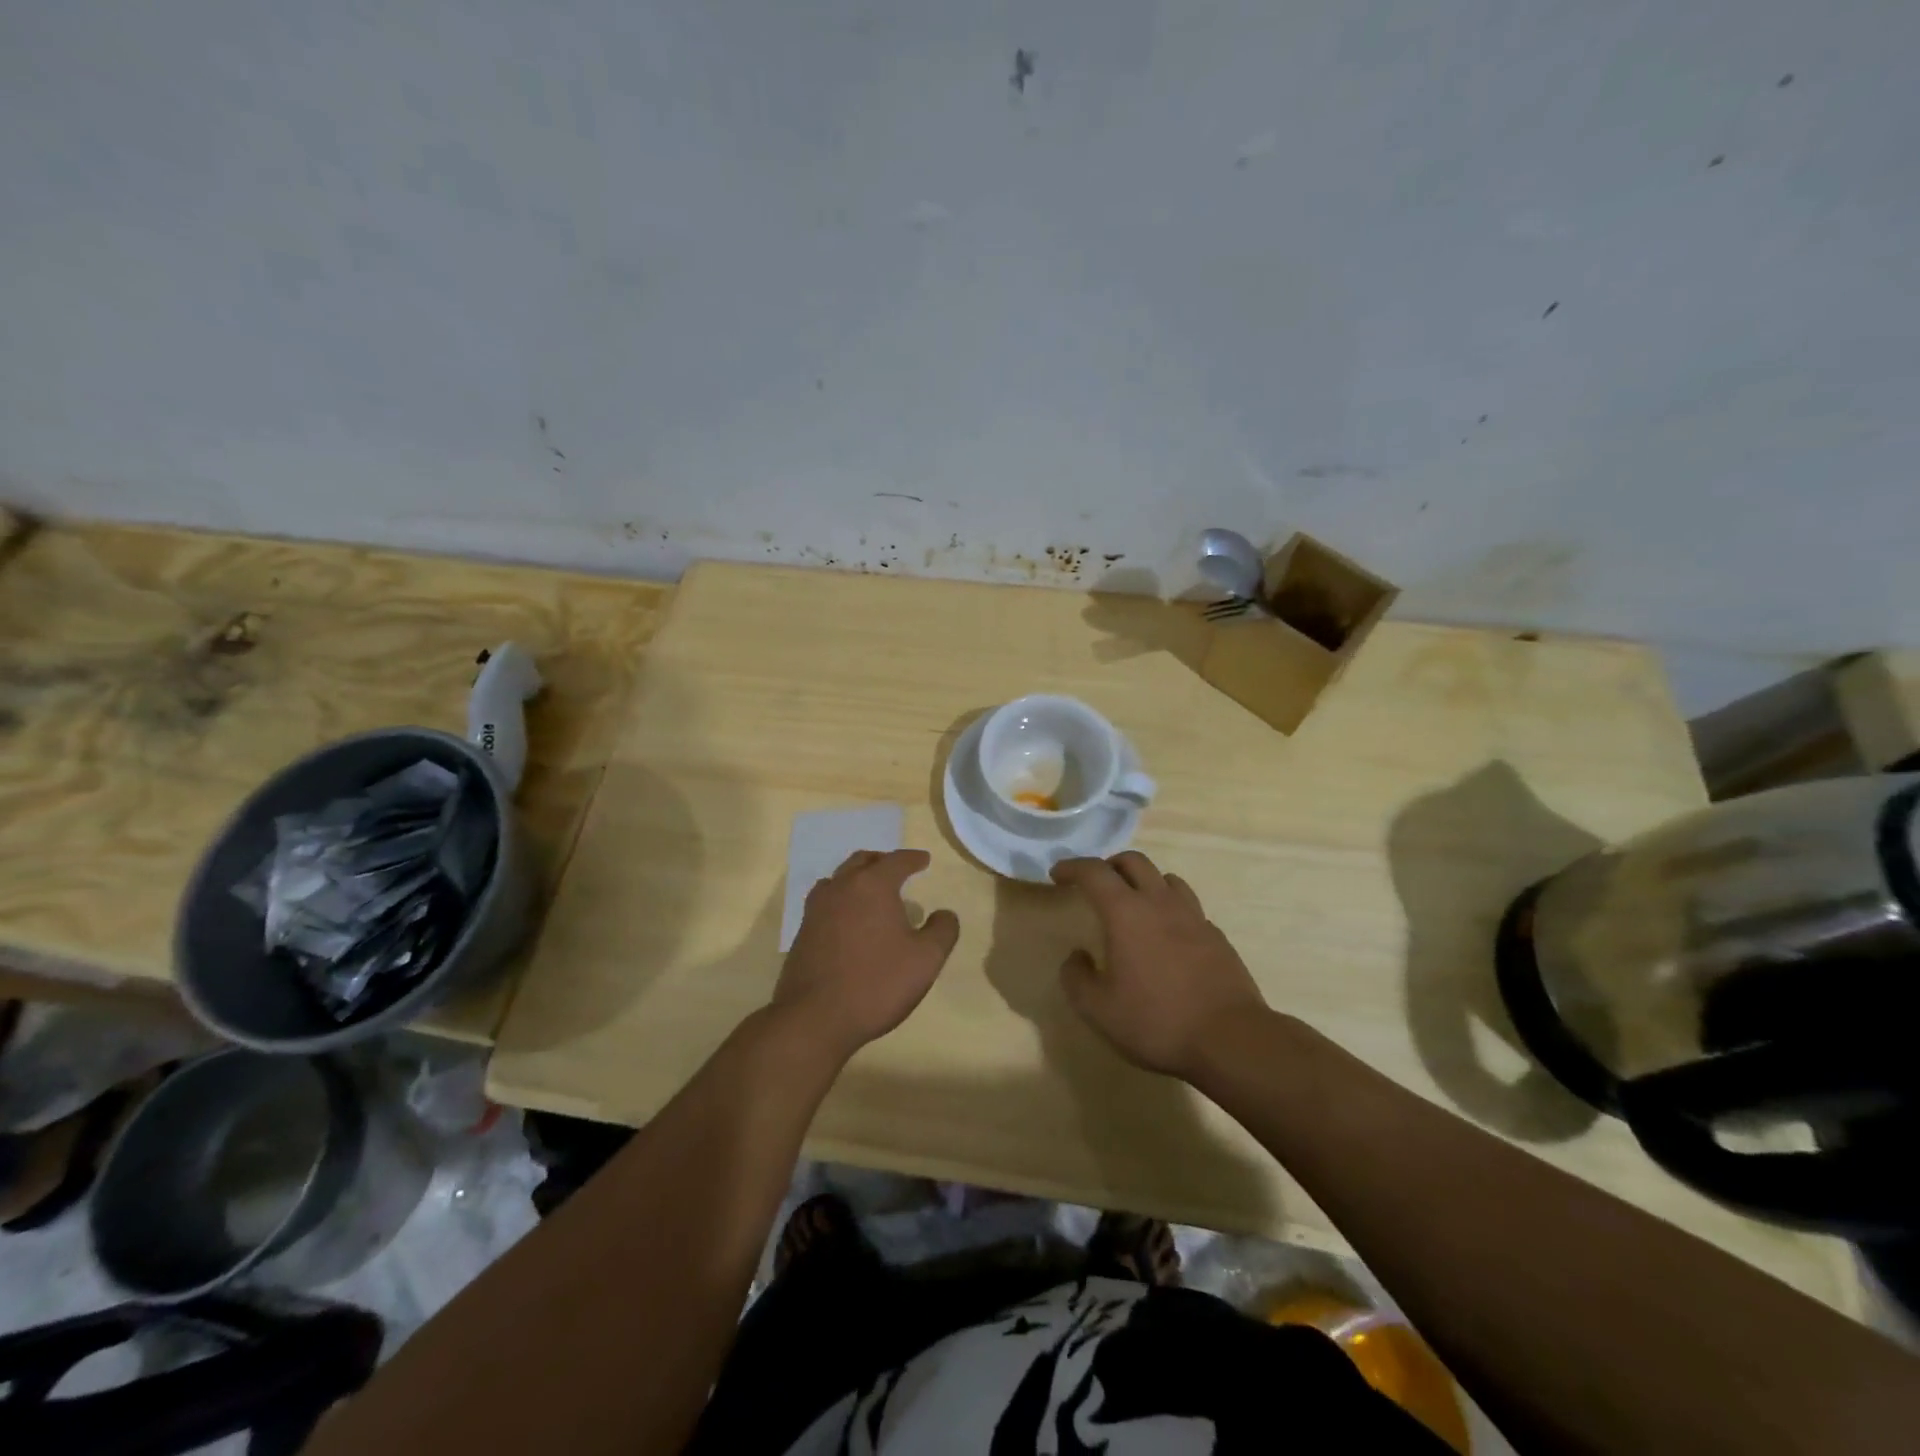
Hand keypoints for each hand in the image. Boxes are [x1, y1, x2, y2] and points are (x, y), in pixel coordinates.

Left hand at [773, 849, 960, 1059]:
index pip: (896, 861)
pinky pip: (826, 901)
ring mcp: (817, 909)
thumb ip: (942, 930)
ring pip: (839, 878)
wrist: (815, 1017)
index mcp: (872, 885)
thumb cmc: (877, 983)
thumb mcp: (926, 959)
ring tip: (871, 890)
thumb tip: (944, 914)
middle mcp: (842, 887)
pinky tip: (848, 918)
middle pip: (862, 861)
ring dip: (858, 877)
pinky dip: (842, 898)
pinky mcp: (803, 931)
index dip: (913, 859)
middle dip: (882, 861)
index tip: (924, 860)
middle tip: (897, 869)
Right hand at [1050, 852, 1266, 1079]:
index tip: (1057, 874)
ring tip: (1133, 904)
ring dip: (1144, 881)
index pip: (1094, 872)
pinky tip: (1167, 936)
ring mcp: (1194, 917)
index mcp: (1126, 912)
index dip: (1072, 867)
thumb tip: (1077, 957)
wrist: (1231, 1040)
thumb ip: (1077, 978)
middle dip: (1109, 865)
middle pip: (1134, 862)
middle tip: (1095, 884)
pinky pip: (1188, 907)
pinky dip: (1170, 909)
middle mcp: (1160, 903)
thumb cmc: (1157, 1021)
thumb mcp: (1099, 1010)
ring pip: (1166, 879)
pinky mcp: (1216, 937)